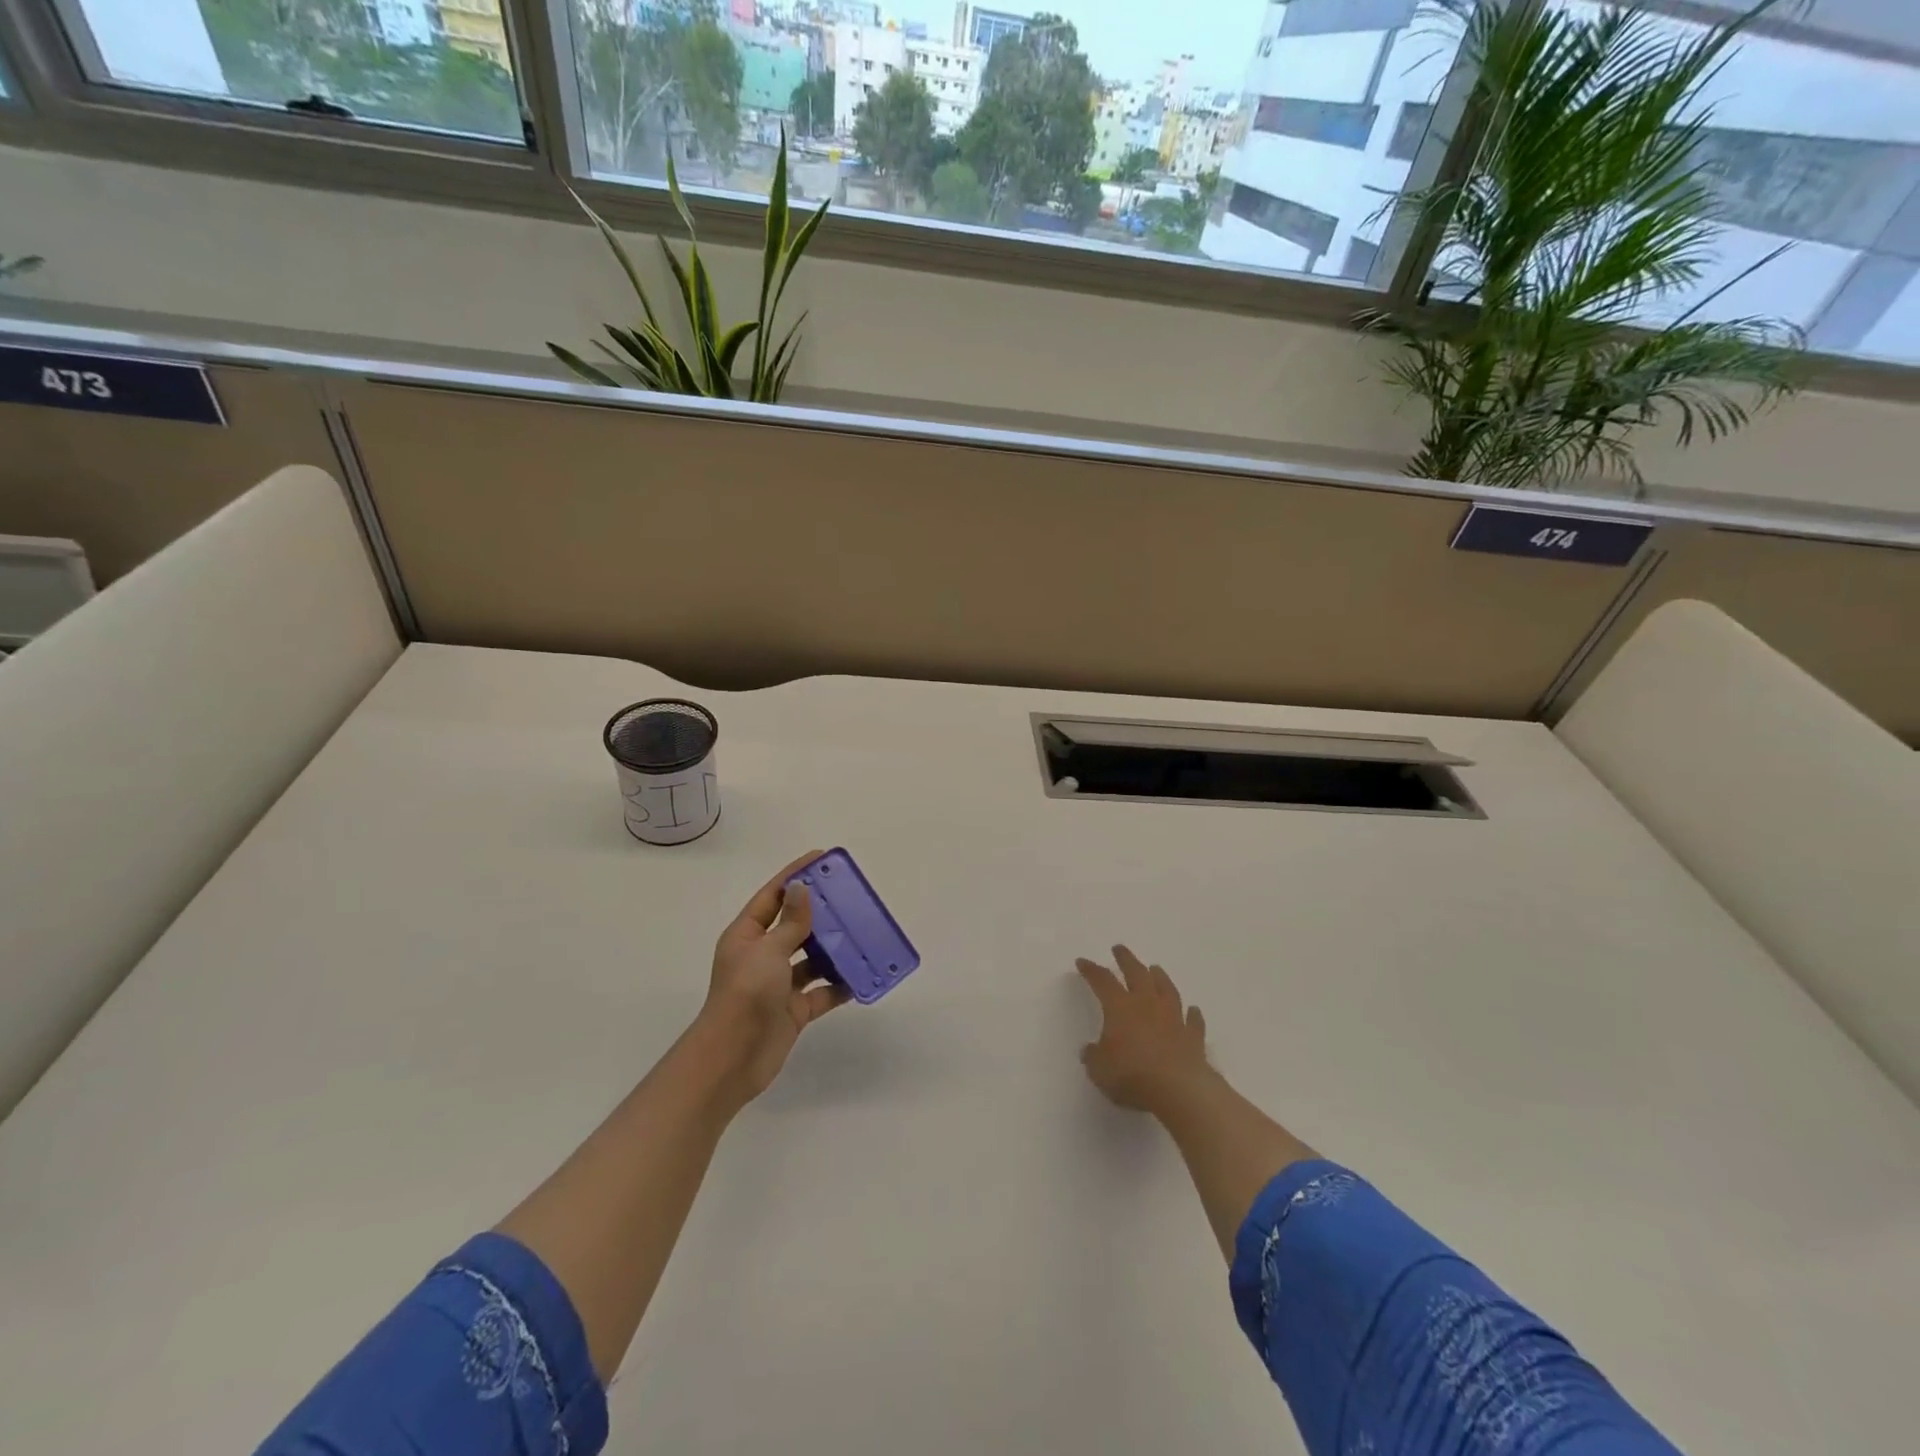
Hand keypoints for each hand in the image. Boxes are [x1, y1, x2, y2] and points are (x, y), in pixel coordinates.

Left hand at [698, 851, 850, 1101]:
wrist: (733, 1058)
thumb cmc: (746, 994)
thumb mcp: (768, 950)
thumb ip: (791, 922)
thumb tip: (801, 888)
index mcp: (747, 935)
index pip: (773, 896)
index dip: (795, 876)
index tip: (821, 859)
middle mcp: (762, 956)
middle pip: (794, 926)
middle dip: (820, 913)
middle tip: (850, 897)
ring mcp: (778, 984)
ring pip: (811, 958)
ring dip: (833, 949)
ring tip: (862, 933)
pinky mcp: (793, 1010)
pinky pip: (821, 992)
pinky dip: (839, 985)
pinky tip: (861, 975)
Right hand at [1076, 945, 1212, 1114]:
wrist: (1178, 1090)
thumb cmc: (1132, 1076)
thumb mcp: (1099, 1069)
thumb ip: (1094, 1056)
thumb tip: (1091, 1050)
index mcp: (1120, 1008)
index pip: (1102, 981)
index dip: (1091, 970)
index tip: (1082, 961)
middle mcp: (1147, 1005)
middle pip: (1136, 974)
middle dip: (1126, 959)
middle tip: (1119, 948)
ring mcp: (1173, 1019)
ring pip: (1166, 990)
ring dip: (1160, 978)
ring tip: (1155, 968)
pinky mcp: (1193, 1037)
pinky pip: (1193, 1021)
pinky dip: (1192, 1014)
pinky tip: (1193, 1010)